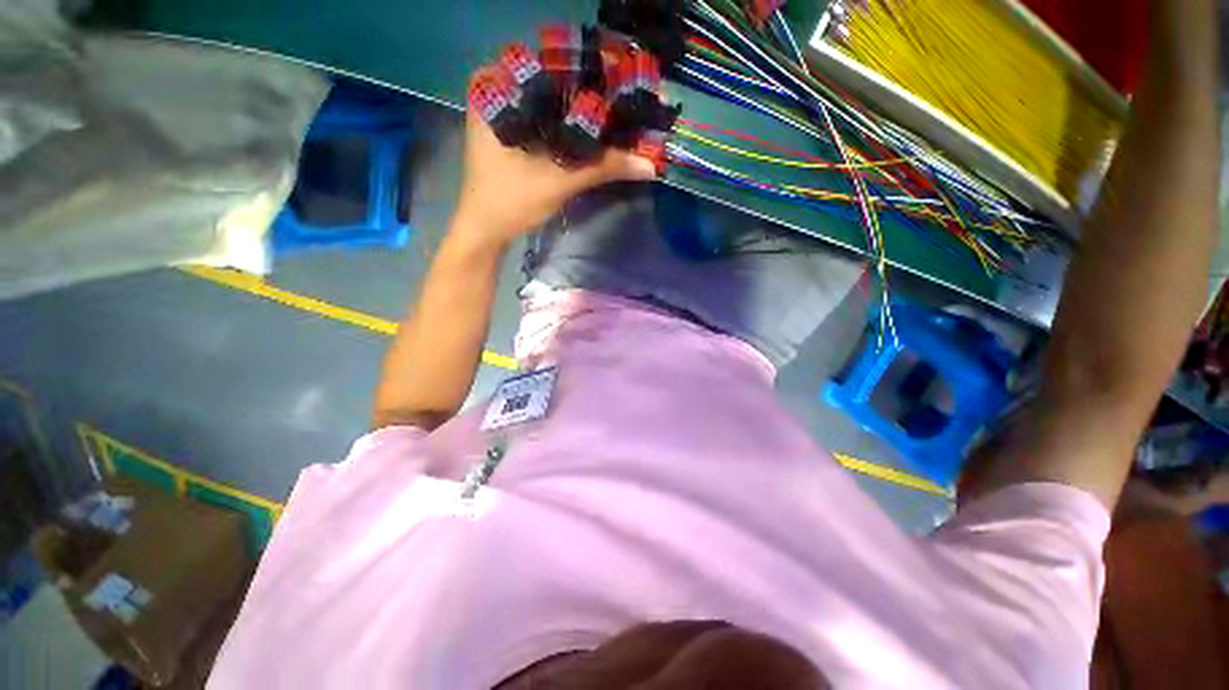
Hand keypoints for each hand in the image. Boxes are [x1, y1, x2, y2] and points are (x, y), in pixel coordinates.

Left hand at [453, 68, 657, 244]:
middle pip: (549, 84)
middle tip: (617, 100)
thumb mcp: (559, 181)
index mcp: (496, 88)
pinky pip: (540, 120)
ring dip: (574, 112)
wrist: (486, 231)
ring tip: (607, 113)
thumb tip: (648, 163)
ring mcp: (499, 113)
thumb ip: (603, 167)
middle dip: (582, 95)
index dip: (585, 74)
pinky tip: (585, 131)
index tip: (616, 84)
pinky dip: (562, 127)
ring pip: (545, 103)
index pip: (550, 65)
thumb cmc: (512, 201)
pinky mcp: (507, 133)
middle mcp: (494, 91)